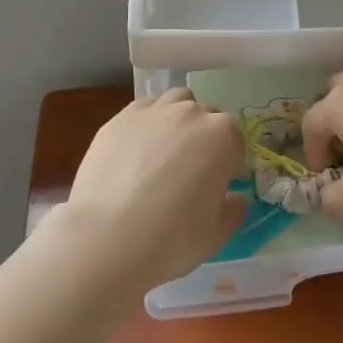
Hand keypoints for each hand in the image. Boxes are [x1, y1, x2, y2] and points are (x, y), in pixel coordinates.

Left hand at [59, 87, 247, 287]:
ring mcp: (153, 112)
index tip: (217, 187)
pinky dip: (147, 123)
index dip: (229, 165)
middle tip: (190, 173)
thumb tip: (234, 199)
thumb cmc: (172, 239)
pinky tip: (136, 151)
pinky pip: (143, 110)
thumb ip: (234, 211)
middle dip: (204, 138)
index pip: (235, 141)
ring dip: (178, 119)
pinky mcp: (120, 119)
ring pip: (175, 102)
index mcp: (223, 136)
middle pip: (206, 116)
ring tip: (164, 152)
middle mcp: (191, 113)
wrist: (106, 239)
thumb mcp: (217, 235)